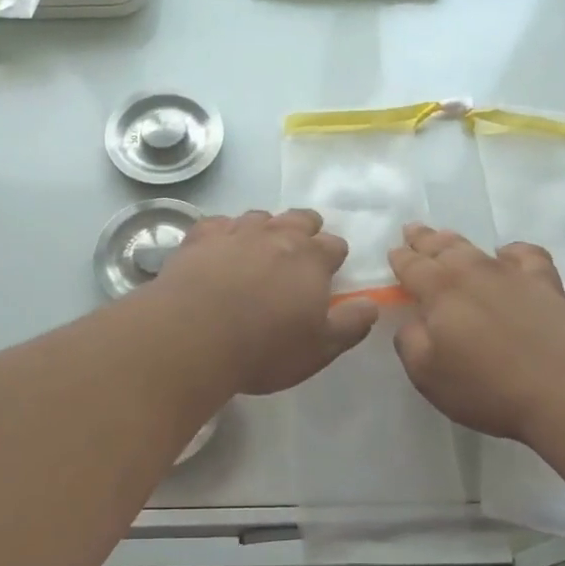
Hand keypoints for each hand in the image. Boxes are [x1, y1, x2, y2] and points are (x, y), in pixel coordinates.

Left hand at [154, 209, 379, 394]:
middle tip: (299, 254)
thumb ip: (351, 324)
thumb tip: (372, 304)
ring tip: (259, 250)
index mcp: (312, 259)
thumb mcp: (319, 349)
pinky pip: (219, 224)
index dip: (334, 258)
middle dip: (305, 230)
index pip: (334, 245)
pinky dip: (225, 232)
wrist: (192, 338)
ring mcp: (236, 231)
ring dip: (265, 229)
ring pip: (260, 216)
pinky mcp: (200, 237)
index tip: (329, 273)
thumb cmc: (264, 348)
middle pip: (300, 219)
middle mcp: (277, 235)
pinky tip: (220, 248)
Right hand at [388, 224, 564, 441]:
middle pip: (441, 248)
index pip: (412, 266)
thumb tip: (413, 322)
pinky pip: (525, 254)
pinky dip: (511, 251)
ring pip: (476, 247)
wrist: (563, 390)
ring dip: (455, 241)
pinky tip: (507, 255)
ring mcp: (512, 274)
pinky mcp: (545, 283)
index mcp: (439, 291)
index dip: (400, 259)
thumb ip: (410, 342)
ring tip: (445, 237)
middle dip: (423, 239)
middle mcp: (472, 272)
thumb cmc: (487, 387)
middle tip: (412, 231)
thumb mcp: (427, 375)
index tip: (393, 252)